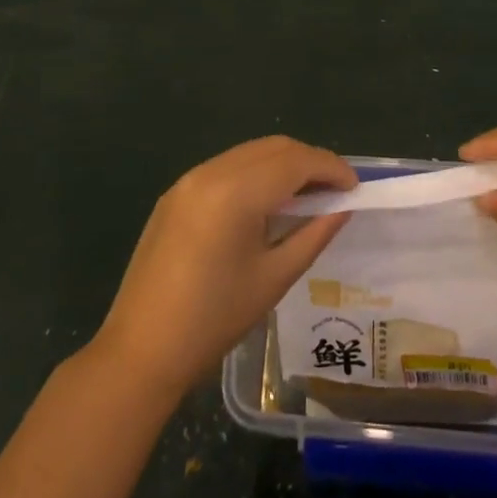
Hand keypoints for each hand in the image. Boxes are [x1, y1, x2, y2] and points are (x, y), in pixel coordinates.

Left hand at [93, 136, 355, 398]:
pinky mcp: (176, 193)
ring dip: (283, 165)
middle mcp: (212, 172)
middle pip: (274, 148)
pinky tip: (266, 203)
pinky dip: (256, 174)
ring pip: (250, 153)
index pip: (296, 161)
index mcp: (236, 192)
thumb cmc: (214, 319)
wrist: (140, 350)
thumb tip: (343, 207)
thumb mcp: (274, 278)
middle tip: (336, 191)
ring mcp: (189, 179)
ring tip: (307, 196)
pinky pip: (227, 167)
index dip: (331, 168)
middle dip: (310, 162)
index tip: (355, 188)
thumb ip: (314, 234)